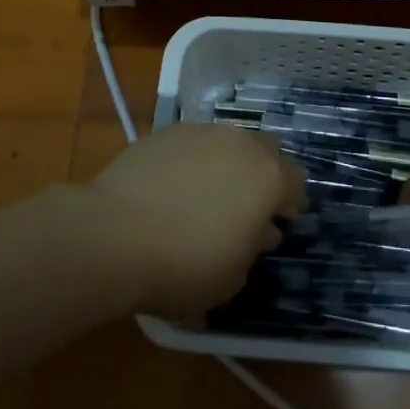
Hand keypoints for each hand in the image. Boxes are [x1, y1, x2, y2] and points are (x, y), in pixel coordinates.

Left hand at [87, 123, 306, 319]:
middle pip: (266, 151)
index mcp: (268, 177)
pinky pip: (193, 144)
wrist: (114, 234)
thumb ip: (253, 248)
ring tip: (209, 195)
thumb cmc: (184, 264)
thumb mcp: (231, 277)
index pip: (295, 182)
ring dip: (228, 164)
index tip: (283, 222)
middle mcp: (240, 143)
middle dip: (264, 174)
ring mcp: (202, 132)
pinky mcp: (166, 132)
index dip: (292, 203)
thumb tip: (259, 231)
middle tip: (250, 205)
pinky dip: (194, 161)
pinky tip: (175, 188)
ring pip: (228, 142)